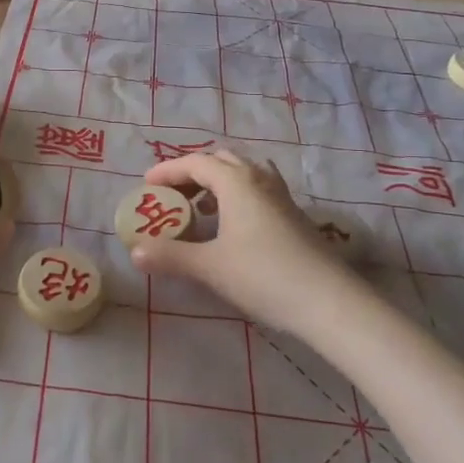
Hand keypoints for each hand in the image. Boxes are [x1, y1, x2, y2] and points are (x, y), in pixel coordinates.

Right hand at [130, 151, 359, 338]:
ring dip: (218, 182)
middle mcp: (259, 179)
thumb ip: (171, 256)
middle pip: (221, 161)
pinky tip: (233, 225)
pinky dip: (238, 195)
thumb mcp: (210, 267)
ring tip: (201, 208)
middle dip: (193, 173)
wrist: (328, 301)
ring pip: (244, 173)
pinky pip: (258, 189)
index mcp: (236, 181)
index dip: (168, 170)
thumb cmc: (264, 276)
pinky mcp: (294, 215)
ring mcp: (281, 196)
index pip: (196, 163)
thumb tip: (135, 251)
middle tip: (173, 195)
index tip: (147, 184)